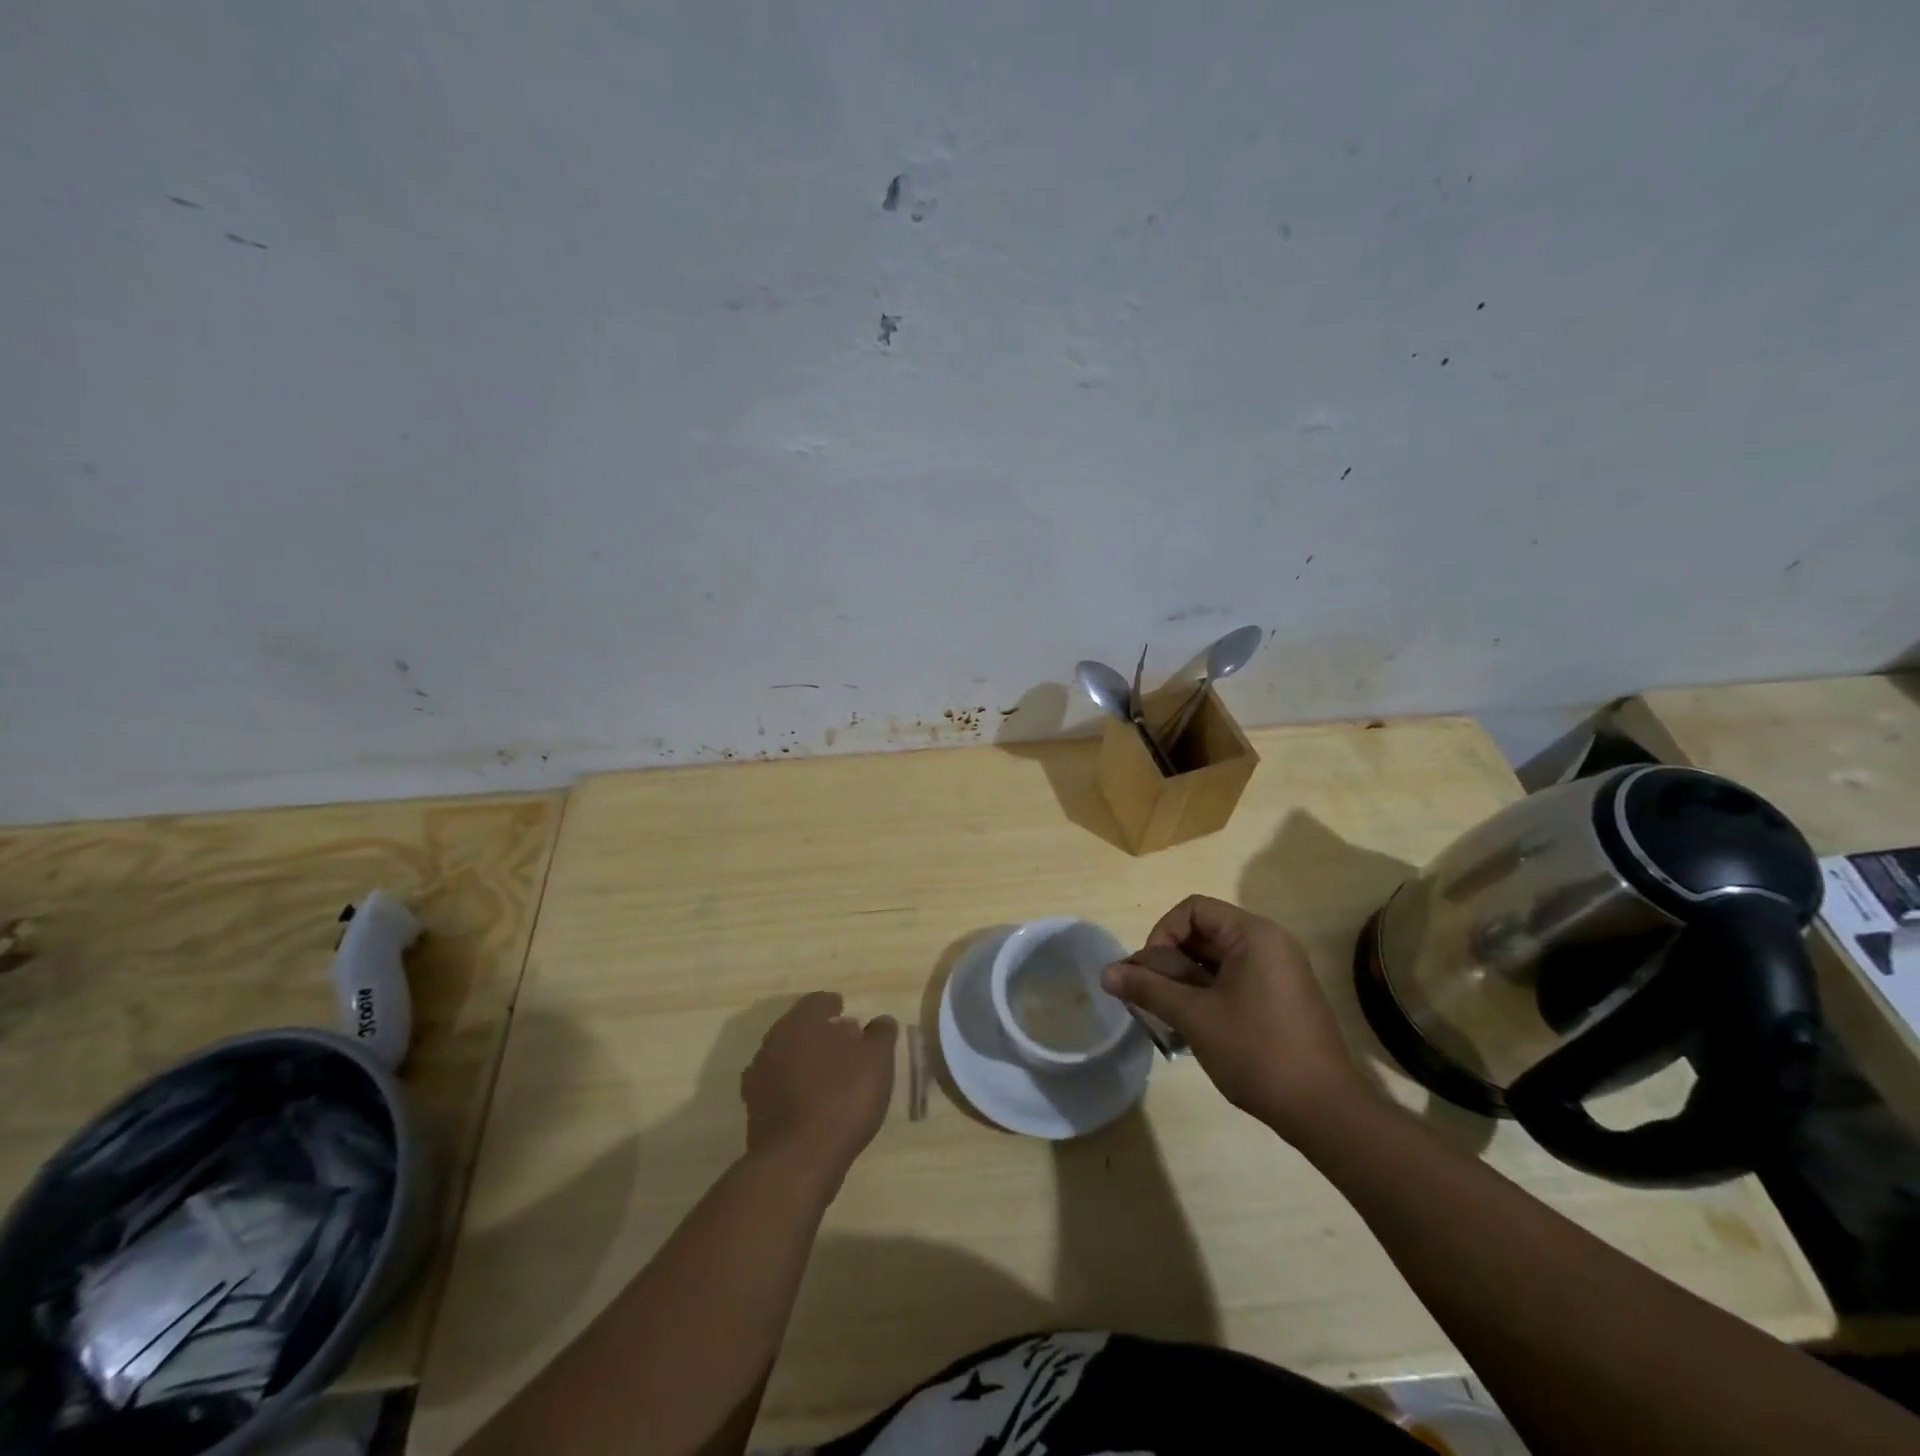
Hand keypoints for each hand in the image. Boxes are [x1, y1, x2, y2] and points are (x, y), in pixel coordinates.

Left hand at [742, 992, 896, 1187]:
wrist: (797, 1160)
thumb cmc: (843, 1099)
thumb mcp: (877, 1061)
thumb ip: (880, 1034)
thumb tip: (880, 1021)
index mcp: (803, 1020)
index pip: (819, 1001)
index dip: (836, 1007)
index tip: (852, 1019)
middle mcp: (775, 1039)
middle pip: (800, 1027)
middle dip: (821, 1033)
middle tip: (846, 1047)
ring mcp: (759, 1073)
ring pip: (786, 1055)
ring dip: (806, 1060)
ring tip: (830, 1076)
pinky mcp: (753, 1106)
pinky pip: (777, 1085)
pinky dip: (793, 1087)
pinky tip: (810, 1102)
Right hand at [1102, 895, 1373, 1141]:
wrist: (1325, 1112)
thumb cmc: (1257, 1052)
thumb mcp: (1194, 1017)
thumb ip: (1148, 989)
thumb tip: (1107, 973)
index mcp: (1253, 935)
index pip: (1193, 910)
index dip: (1162, 934)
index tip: (1150, 972)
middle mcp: (1270, 944)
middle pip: (1204, 933)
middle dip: (1169, 961)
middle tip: (1148, 996)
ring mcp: (1279, 973)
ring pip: (1216, 960)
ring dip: (1184, 981)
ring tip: (1164, 1014)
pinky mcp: (1282, 999)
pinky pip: (1234, 980)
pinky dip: (1207, 994)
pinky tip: (1192, 1026)